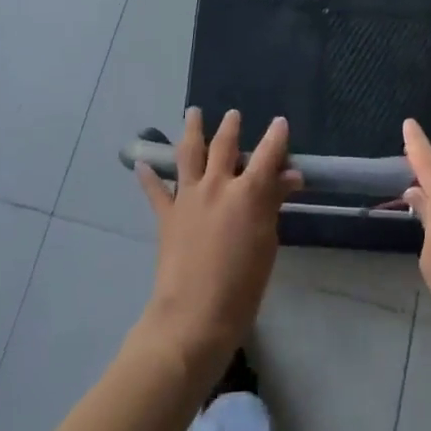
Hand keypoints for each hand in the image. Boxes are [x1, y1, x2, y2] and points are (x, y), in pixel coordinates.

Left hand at [134, 108, 301, 380]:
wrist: (194, 317)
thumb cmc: (242, 287)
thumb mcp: (267, 245)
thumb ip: (273, 205)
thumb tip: (288, 176)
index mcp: (247, 193)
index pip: (267, 155)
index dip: (276, 137)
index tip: (280, 122)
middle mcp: (217, 186)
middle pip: (224, 146)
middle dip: (231, 127)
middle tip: (233, 114)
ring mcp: (188, 198)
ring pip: (189, 154)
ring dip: (192, 130)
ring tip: (192, 113)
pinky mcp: (167, 216)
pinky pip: (156, 191)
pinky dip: (149, 176)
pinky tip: (142, 163)